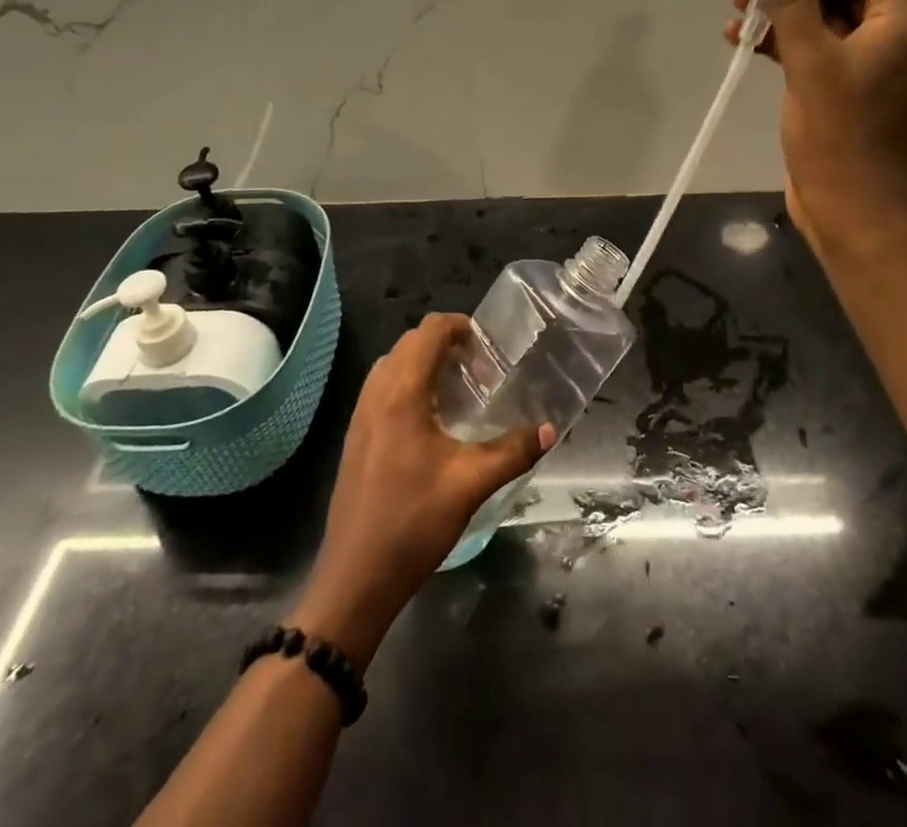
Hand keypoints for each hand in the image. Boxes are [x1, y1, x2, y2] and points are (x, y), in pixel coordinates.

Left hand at [290, 315, 552, 667]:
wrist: (355, 579)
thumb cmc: (413, 523)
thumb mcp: (471, 484)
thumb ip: (513, 451)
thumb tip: (550, 429)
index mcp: (401, 394)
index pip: (428, 332)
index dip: (460, 326)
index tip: (488, 346)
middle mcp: (376, 395)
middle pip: (409, 343)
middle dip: (445, 343)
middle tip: (479, 369)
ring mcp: (360, 417)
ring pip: (392, 366)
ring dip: (424, 363)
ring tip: (458, 390)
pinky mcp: (355, 439)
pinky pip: (382, 390)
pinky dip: (407, 385)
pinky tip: (431, 423)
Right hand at [724, 0, 906, 254]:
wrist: (855, 212)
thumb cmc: (840, 135)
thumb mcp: (813, 63)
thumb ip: (795, 5)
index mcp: (898, 25)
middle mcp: (889, 40)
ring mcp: (866, 70)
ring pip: (825, 22)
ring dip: (784, 11)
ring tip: (738, 8)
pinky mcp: (842, 95)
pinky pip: (814, 53)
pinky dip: (783, 44)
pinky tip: (743, 43)